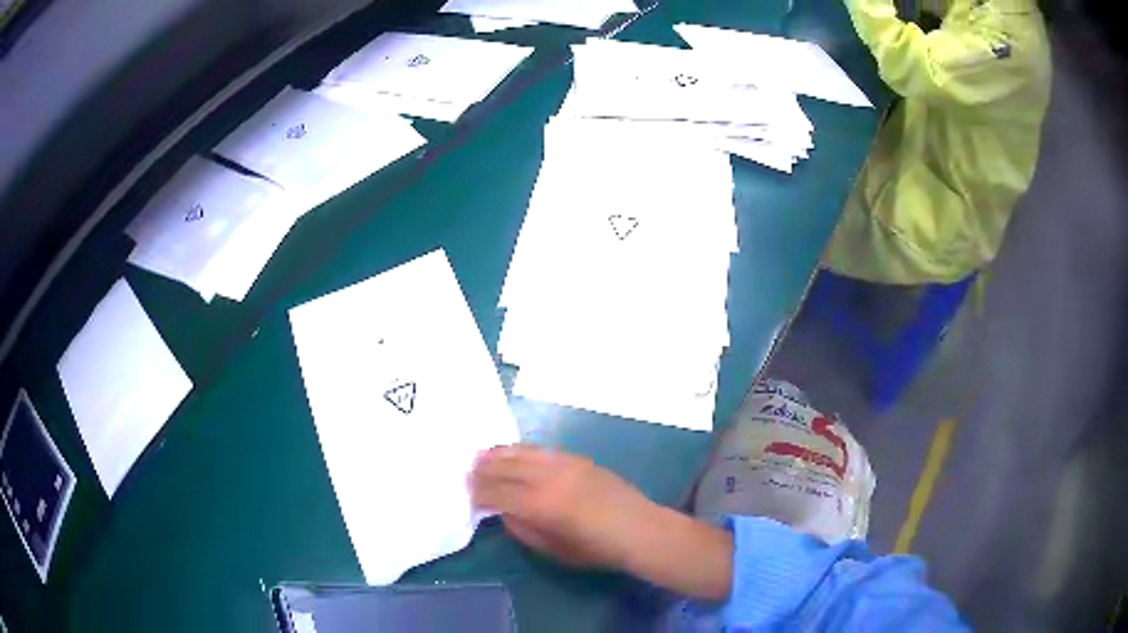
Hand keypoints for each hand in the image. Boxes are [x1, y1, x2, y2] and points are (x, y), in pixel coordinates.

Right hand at [470, 445, 656, 569]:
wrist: (639, 529)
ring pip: (521, 453)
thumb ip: (523, 529)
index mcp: (540, 505)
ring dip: (498, 454)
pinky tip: (513, 453)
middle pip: (505, 468)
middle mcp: (548, 477)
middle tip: (467, 473)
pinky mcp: (577, 458)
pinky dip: (521, 450)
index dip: (479, 492)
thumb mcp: (553, 550)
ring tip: (481, 457)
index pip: (498, 493)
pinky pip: (541, 449)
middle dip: (483, 470)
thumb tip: (504, 512)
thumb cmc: (596, 549)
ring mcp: (563, 463)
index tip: (467, 494)